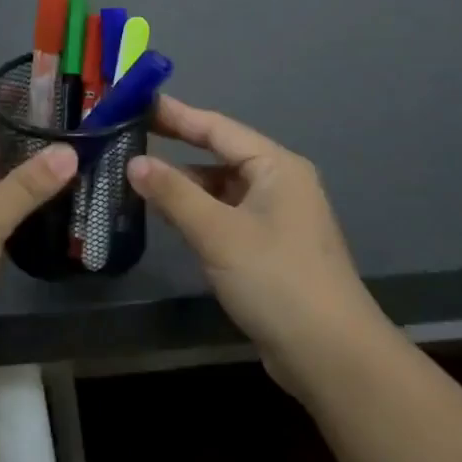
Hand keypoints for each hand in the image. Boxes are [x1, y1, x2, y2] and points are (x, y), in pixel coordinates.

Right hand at [128, 97, 387, 386]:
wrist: (332, 358)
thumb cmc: (276, 280)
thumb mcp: (218, 233)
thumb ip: (173, 193)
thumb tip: (134, 162)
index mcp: (276, 167)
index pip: (216, 128)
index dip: (175, 114)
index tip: (136, 102)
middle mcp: (279, 183)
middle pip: (219, 154)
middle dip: (176, 147)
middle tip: (129, 137)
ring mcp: (276, 218)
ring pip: (220, 188)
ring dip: (184, 184)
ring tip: (138, 179)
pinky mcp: (270, 249)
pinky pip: (225, 215)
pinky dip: (197, 211)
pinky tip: (168, 217)